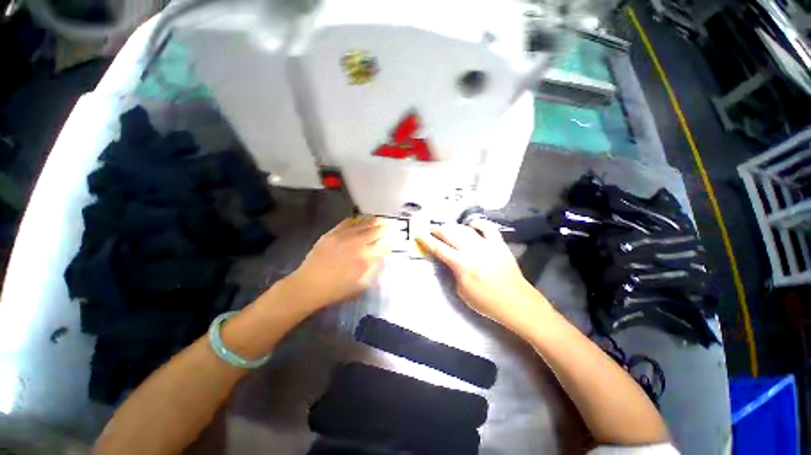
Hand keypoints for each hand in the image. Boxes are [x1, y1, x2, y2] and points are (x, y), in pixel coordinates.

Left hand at [288, 216, 392, 309]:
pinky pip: (348, 222)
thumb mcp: (361, 286)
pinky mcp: (332, 233)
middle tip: (392, 223)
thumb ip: (374, 270)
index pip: (384, 245)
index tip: (395, 237)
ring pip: (364, 224)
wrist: (309, 285)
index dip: (391, 240)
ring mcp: (344, 236)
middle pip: (376, 231)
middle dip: (386, 227)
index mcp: (365, 258)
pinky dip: (358, 219)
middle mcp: (357, 244)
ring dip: (374, 220)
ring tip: (381, 218)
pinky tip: (362, 218)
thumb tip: (381, 257)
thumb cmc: (337, 290)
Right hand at [416, 221, 549, 330]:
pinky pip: (488, 228)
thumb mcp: (462, 291)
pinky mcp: (499, 244)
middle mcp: (472, 250)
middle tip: (430, 228)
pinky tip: (472, 224)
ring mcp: (487, 245)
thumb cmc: (486, 302)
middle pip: (450, 234)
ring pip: (465, 229)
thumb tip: (449, 261)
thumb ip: (453, 272)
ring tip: (446, 227)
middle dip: (437, 230)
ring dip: (453, 226)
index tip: (419, 233)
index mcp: (461, 264)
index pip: (439, 248)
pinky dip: (478, 223)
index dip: (427, 240)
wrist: (516, 302)